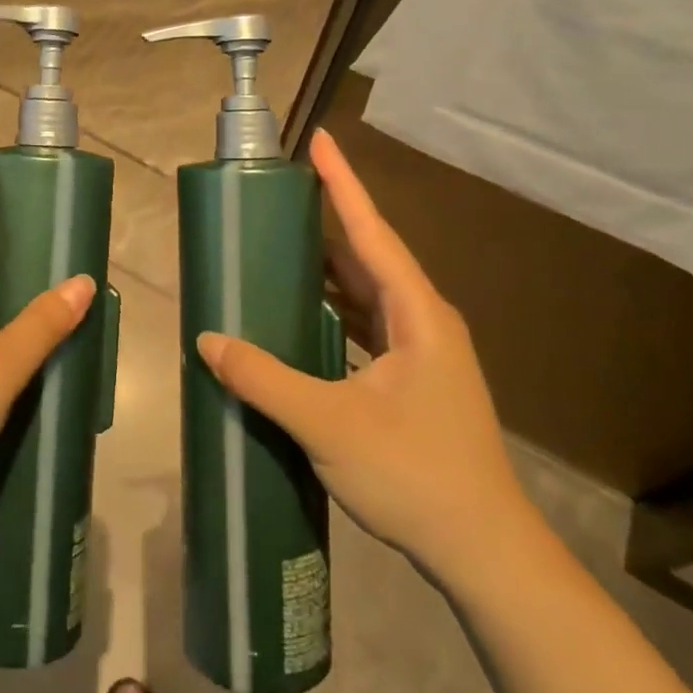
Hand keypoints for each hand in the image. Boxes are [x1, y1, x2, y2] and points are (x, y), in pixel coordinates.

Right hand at [197, 128, 533, 577]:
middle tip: (279, 195)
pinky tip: (302, 315)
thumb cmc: (415, 475)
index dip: (344, 183)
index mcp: (417, 314)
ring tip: (280, 246)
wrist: (484, 552)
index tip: (320, 140)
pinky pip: (368, 323)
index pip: (372, 232)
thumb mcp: (329, 423)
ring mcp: (423, 352)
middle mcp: (424, 321)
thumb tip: (208, 339)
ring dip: (328, 268)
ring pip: (369, 292)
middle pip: (370, 255)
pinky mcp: (415, 379)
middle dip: (328, 220)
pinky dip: (334, 308)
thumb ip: (264, 379)